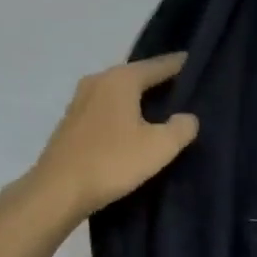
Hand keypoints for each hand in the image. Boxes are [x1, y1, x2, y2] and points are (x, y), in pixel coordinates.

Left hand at [21, 54, 199, 220]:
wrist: (57, 192)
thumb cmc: (112, 162)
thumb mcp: (159, 147)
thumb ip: (181, 128)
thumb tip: (187, 117)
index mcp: (121, 79)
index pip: (159, 65)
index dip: (181, 65)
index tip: (198, 65)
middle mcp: (98, 80)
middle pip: (137, 75)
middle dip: (159, 82)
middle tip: (186, 91)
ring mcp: (80, 100)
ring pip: (119, 92)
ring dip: (139, 99)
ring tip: (162, 110)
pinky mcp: (71, 121)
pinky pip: (106, 108)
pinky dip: (122, 112)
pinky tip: (133, 127)